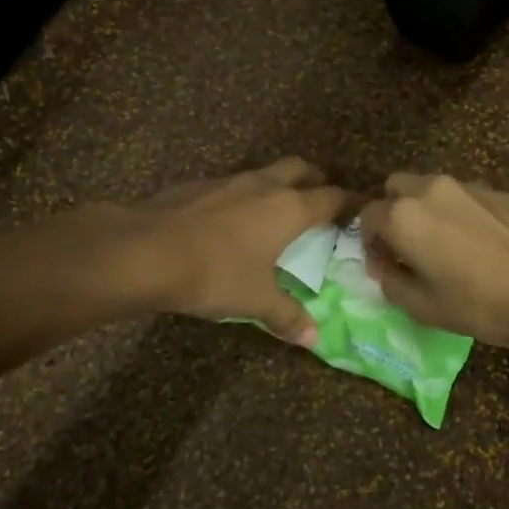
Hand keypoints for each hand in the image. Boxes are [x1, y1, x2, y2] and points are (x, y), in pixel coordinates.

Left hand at [132, 158, 352, 344]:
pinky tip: (229, 219)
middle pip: (300, 168)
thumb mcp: (255, 300)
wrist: (146, 250)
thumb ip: (286, 316)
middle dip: (315, 179)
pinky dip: (241, 195)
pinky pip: (231, 184)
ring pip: (264, 173)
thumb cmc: (215, 273)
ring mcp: (228, 181)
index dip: (350, 201)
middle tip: (320, 197)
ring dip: (276, 184)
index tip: (362, 206)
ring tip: (275, 209)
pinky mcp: (197, 185)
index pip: (331, 197)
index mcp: (289, 209)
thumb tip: (314, 339)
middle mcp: (263, 185)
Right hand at [358, 173, 508, 348]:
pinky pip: (465, 196)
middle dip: (394, 212)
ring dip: (427, 209)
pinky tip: (483, 244)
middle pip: (396, 187)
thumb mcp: (423, 307)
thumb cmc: (480, 303)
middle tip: (409, 247)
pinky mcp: (499, 190)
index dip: (370, 243)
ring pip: (431, 187)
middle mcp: (430, 189)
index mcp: (403, 216)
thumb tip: (383, 264)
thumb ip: (391, 281)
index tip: (385, 265)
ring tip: (448, 245)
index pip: (367, 217)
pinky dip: (461, 212)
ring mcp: (468, 185)